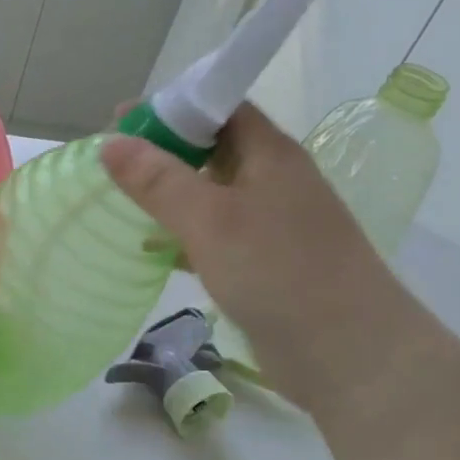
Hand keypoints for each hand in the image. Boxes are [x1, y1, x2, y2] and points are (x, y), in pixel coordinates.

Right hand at [101, 103, 437, 416]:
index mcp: (270, 154)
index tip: (120, 121)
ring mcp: (272, 225)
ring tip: (122, 202)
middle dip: (165, 151)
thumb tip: (110, 142)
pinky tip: (152, 249)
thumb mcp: (210, 220)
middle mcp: (274, 181)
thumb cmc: (279, 272)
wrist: (349, 353)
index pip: (219, 108)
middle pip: (214, 149)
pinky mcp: (265, 264)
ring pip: (213, 195)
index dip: (171, 106)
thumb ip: (159, 181)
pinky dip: (184, 235)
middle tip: (113, 163)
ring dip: (172, 195)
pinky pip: (216, 236)